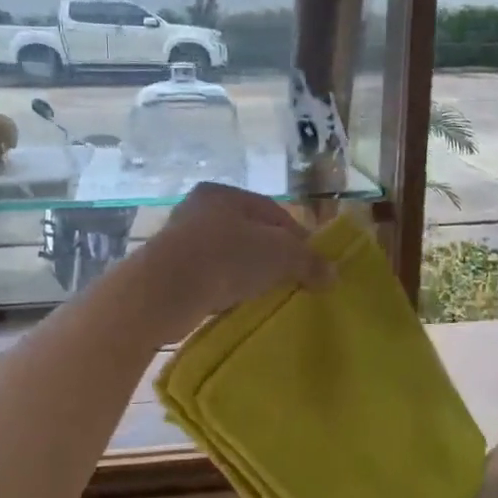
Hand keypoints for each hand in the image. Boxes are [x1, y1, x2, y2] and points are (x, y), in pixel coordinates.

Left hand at [135, 184, 335, 342]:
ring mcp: (180, 240)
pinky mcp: (168, 271)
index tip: (313, 265)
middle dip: (272, 257)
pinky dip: (224, 288)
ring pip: (227, 256)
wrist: (165, 290)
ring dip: (247, 274)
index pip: (272, 212)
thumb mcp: (279, 255)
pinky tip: (236, 304)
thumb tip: (332, 275)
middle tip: (291, 281)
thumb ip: (308, 261)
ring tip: (265, 296)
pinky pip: (208, 277)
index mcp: (224, 193)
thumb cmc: (226, 257)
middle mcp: (198, 209)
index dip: (298, 238)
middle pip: (248, 233)